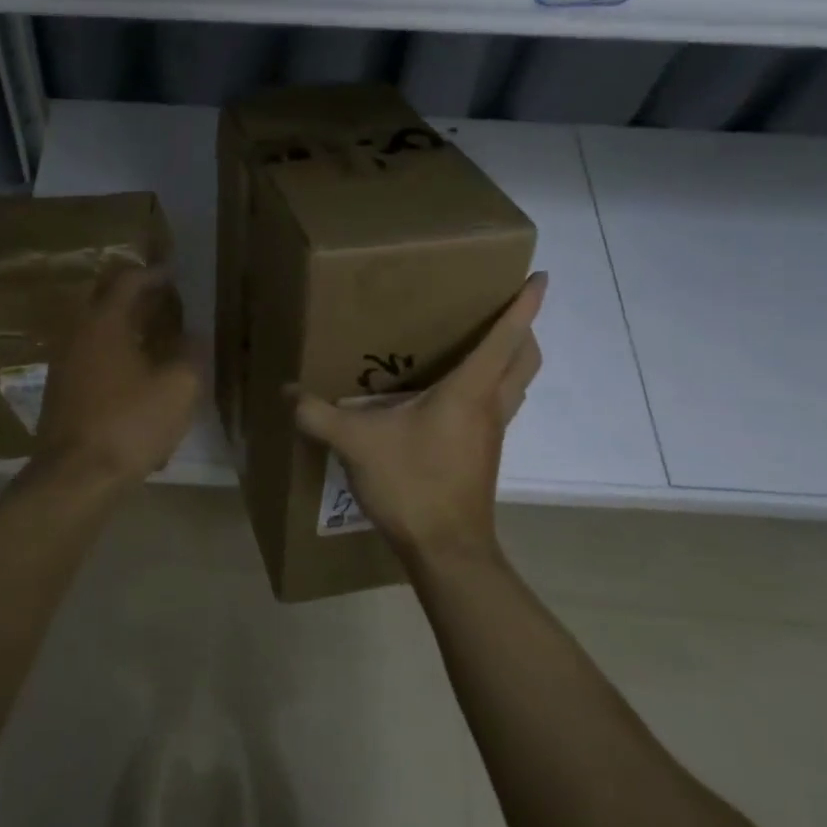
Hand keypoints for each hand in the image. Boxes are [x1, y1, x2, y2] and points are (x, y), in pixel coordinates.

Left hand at [33, 267, 202, 489]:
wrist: (76, 476)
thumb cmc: (130, 424)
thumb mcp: (178, 388)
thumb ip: (190, 354)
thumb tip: (194, 336)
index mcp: (104, 322)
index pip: (128, 281)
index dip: (155, 275)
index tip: (176, 276)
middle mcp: (78, 333)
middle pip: (107, 301)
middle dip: (138, 298)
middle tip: (167, 304)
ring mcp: (64, 363)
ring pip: (97, 331)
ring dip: (126, 328)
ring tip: (158, 339)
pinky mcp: (61, 391)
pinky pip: (91, 357)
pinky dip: (114, 354)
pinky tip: (136, 376)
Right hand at [293, 272, 545, 564]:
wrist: (446, 550)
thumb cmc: (411, 485)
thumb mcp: (356, 444)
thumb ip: (317, 414)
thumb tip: (286, 390)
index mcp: (468, 392)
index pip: (505, 338)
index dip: (524, 306)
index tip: (540, 276)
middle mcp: (489, 407)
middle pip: (526, 359)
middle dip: (524, 329)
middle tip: (503, 309)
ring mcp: (491, 434)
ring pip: (517, 385)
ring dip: (511, 360)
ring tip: (479, 345)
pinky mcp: (483, 455)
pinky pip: (498, 408)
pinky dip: (491, 388)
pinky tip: (450, 397)